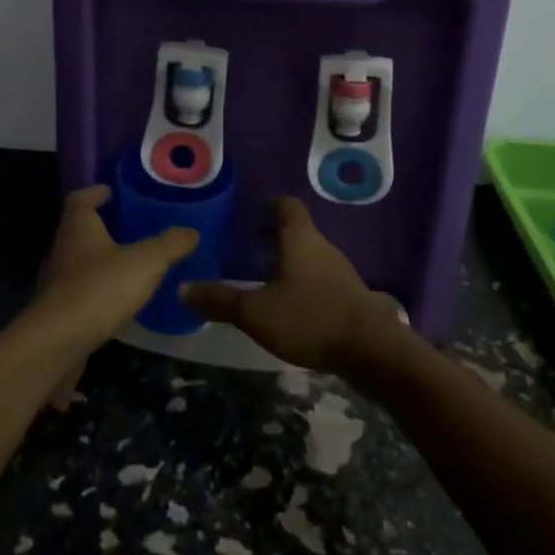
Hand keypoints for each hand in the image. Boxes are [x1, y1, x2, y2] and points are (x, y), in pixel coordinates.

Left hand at [20, 185, 197, 405]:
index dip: (97, 192)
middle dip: (103, 226)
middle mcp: (62, 248)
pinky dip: (97, 290)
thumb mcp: (145, 262)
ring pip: (79, 261)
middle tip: (132, 227)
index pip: (81, 199)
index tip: (113, 192)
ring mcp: (56, 282)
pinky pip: (80, 292)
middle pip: (79, 229)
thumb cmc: (99, 289)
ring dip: (101, 260)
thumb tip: (191, 231)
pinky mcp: (58, 311)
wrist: (57, 343)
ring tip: (130, 264)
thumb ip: (169, 244)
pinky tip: (117, 301)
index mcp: (78, 227)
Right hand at [179, 197, 412, 375]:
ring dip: (289, 261)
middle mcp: (323, 248)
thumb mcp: (256, 312)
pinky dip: (304, 283)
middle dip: (274, 236)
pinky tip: (291, 306)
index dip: (269, 204)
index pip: (286, 206)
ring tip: (264, 277)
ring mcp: (341, 273)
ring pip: (310, 257)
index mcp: (300, 239)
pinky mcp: (351, 298)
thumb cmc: (309, 318)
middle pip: (298, 231)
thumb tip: (182, 288)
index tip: (252, 210)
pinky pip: (321, 280)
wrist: (372, 351)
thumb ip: (220, 300)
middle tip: (248, 245)